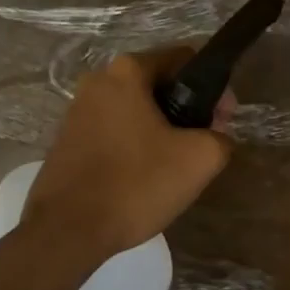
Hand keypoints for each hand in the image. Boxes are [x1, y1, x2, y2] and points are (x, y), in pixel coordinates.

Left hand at [23, 47, 232, 261]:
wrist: (67, 231)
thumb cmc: (136, 184)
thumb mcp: (199, 159)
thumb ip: (220, 137)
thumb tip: (214, 135)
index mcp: (127, 72)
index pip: (184, 59)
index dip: (213, 88)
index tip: (222, 121)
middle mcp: (97, 81)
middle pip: (159, 84)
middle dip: (187, 110)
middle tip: (203, 145)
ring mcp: (77, 111)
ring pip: (136, 110)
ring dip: (161, 129)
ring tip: (176, 165)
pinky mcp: (67, 141)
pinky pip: (114, 132)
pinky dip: (135, 145)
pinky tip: (144, 177)